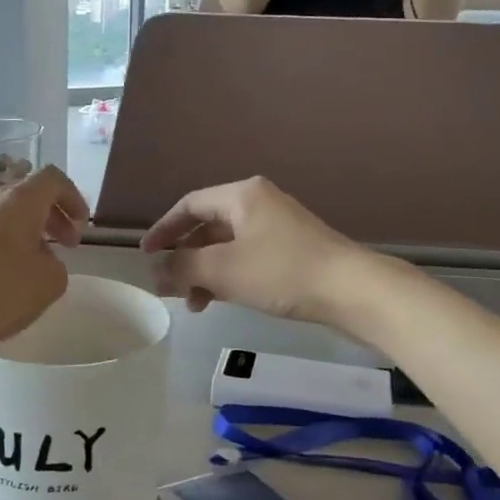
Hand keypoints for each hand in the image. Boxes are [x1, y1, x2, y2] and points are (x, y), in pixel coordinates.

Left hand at [0, 165, 89, 362]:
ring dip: (22, 230)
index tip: (81, 224)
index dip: (73, 197)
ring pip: (0, 213)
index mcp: (18, 201)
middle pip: (25, 194)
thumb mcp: (50, 282)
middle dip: (51, 216)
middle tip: (65, 244)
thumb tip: (40, 257)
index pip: (53, 179)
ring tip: (30, 263)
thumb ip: (56, 261)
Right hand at [140, 176, 372, 323]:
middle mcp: (259, 203)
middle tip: (170, 286)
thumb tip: (156, 274)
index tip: (146, 256)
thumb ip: (183, 268)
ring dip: (206, 271)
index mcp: (242, 195)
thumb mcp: (224, 270)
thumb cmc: (283, 272)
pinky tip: (223, 300)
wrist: (353, 291)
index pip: (190, 205)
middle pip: (208, 226)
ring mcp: (279, 227)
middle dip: (185, 257)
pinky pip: (248, 258)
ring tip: (195, 304)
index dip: (164, 229)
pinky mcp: (293, 250)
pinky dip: (229, 276)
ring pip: (228, 246)